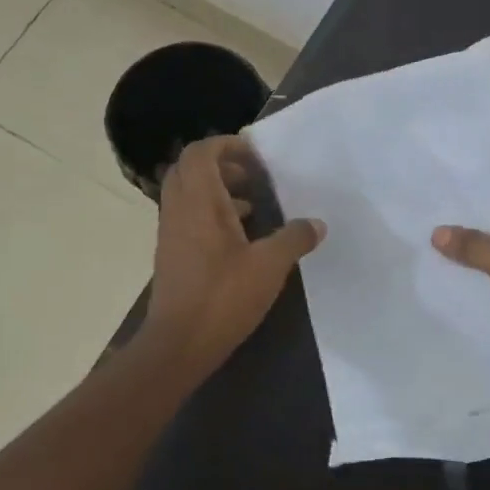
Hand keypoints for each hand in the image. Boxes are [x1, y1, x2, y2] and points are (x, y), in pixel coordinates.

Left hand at [139, 136, 323, 381]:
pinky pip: (188, 217)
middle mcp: (180, 210)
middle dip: (221, 165)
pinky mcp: (173, 255)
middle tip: (252, 175)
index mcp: (200, 202)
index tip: (255, 154)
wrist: (179, 344)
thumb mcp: (270, 266)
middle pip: (189, 169)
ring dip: (216, 190)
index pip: (201, 153)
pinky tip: (240, 238)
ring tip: (252, 205)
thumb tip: (317, 223)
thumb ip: (295, 238)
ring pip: (188, 194)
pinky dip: (211, 214)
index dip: (226, 145)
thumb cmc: (223, 297)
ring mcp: (172, 233)